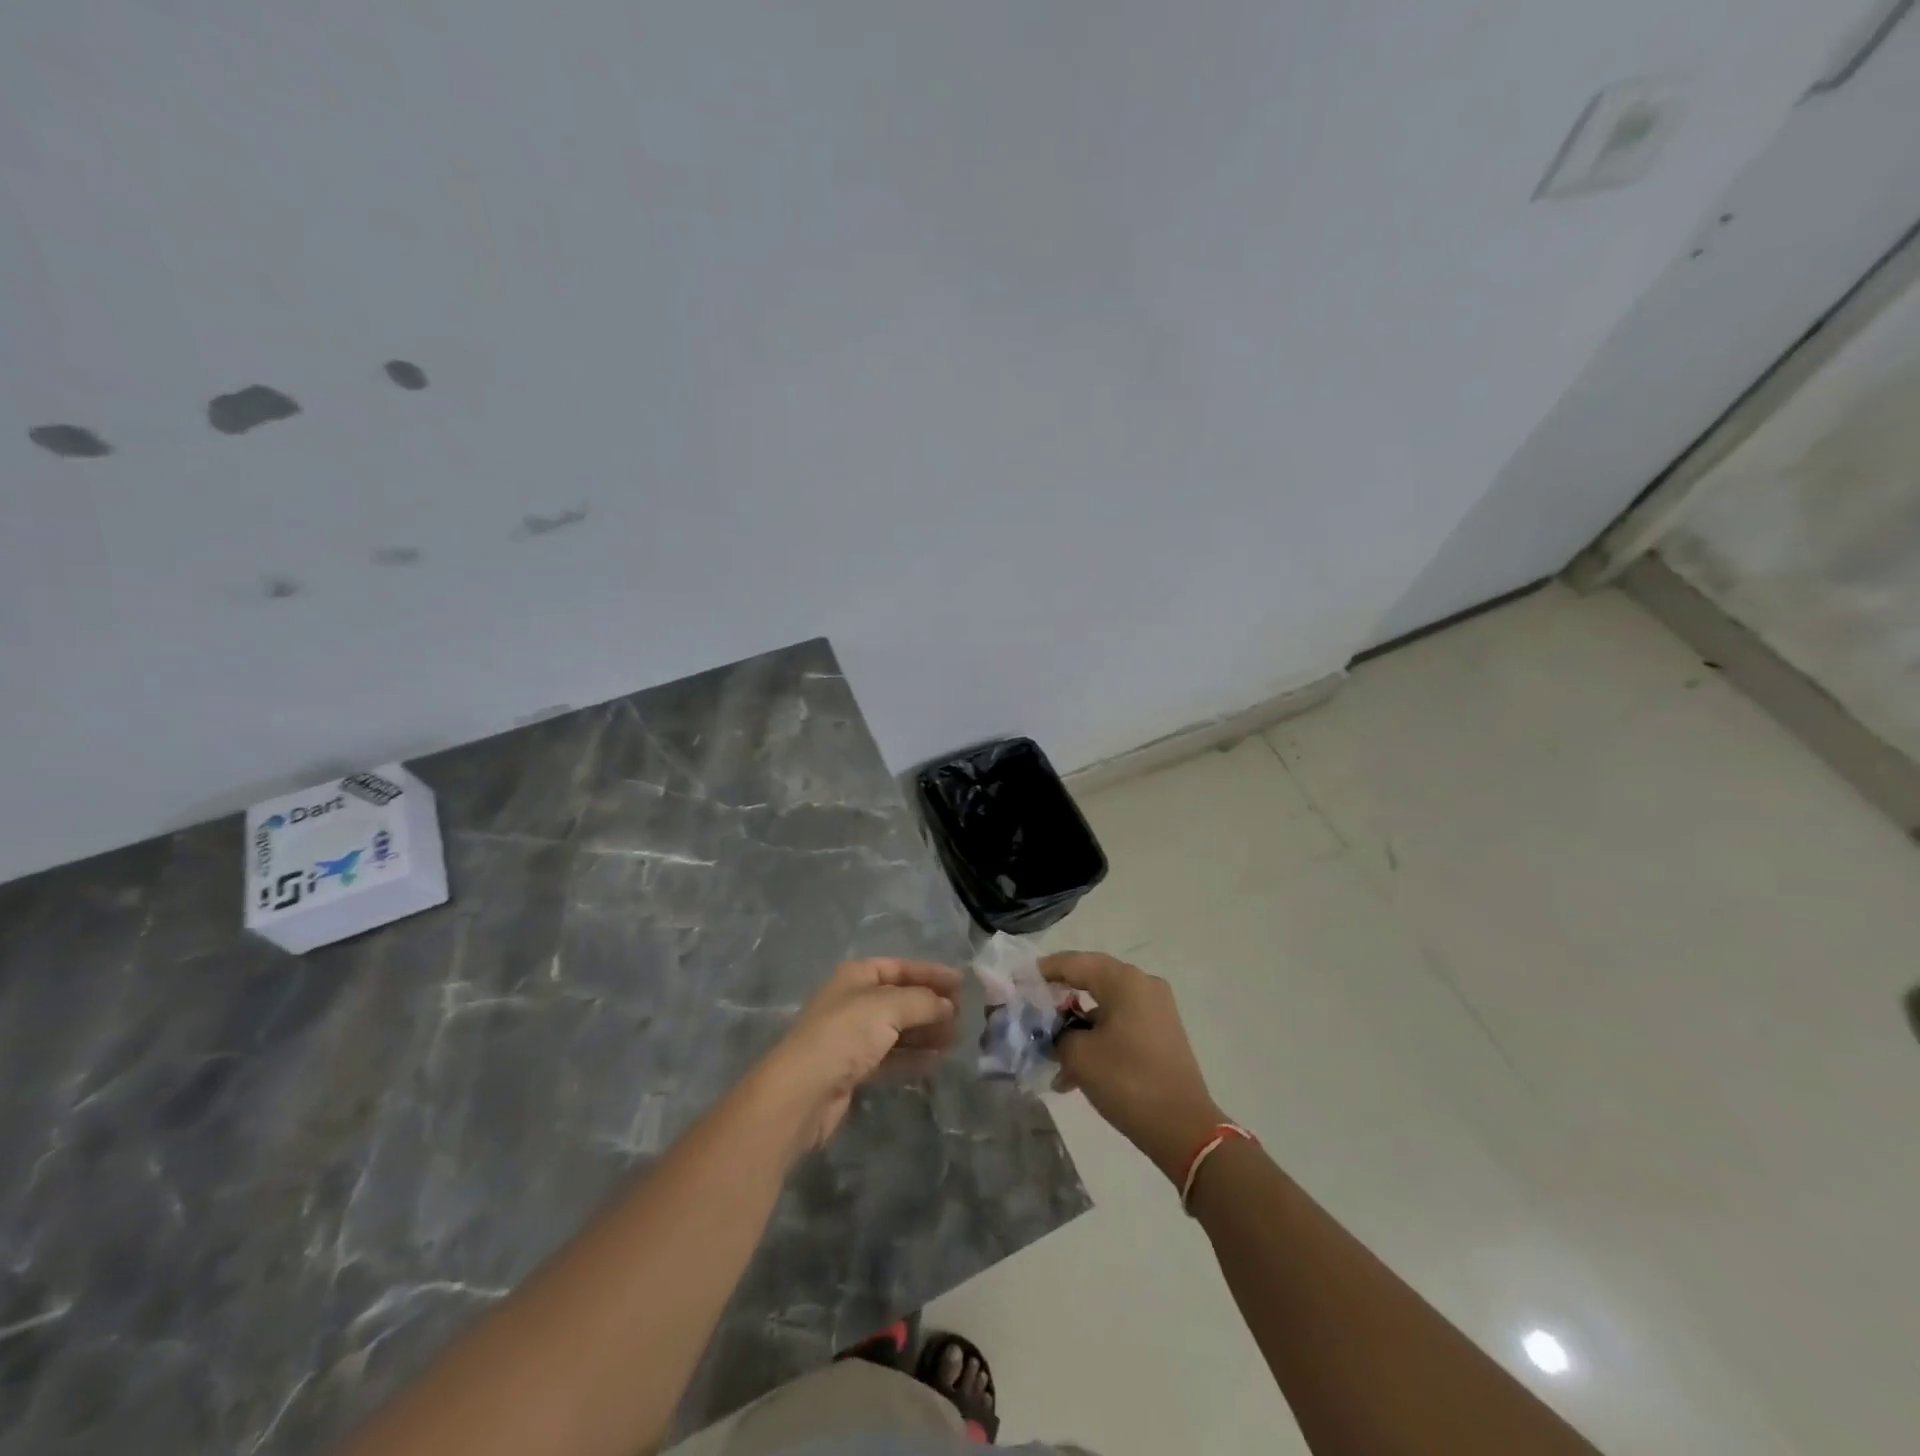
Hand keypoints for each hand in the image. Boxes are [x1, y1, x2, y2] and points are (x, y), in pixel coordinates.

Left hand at [758, 957, 961, 1151]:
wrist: (803, 1092)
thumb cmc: (845, 1035)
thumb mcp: (888, 1007)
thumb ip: (923, 1002)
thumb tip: (948, 1005)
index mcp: (856, 976)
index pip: (900, 967)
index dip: (931, 973)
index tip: (963, 983)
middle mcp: (854, 1002)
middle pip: (900, 998)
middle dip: (931, 1005)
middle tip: (964, 1016)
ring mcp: (853, 1037)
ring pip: (898, 1030)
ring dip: (926, 1032)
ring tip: (957, 1040)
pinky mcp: (855, 1070)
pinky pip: (892, 1057)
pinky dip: (914, 1057)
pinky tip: (937, 1061)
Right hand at [1041, 951, 1225, 1182]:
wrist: (1184, 1130)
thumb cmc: (1128, 1081)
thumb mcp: (1079, 1056)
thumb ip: (1056, 1033)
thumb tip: (1051, 1030)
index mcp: (1124, 980)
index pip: (1074, 962)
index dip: (1042, 971)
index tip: (1017, 983)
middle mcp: (1143, 986)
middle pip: (1090, 980)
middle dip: (1057, 998)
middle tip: (1030, 1012)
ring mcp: (1155, 1010)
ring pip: (1103, 1006)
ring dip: (1075, 1026)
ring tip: (1048, 1053)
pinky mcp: (1160, 1034)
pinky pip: (1119, 1024)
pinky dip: (1096, 1038)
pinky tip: (1073, 1073)